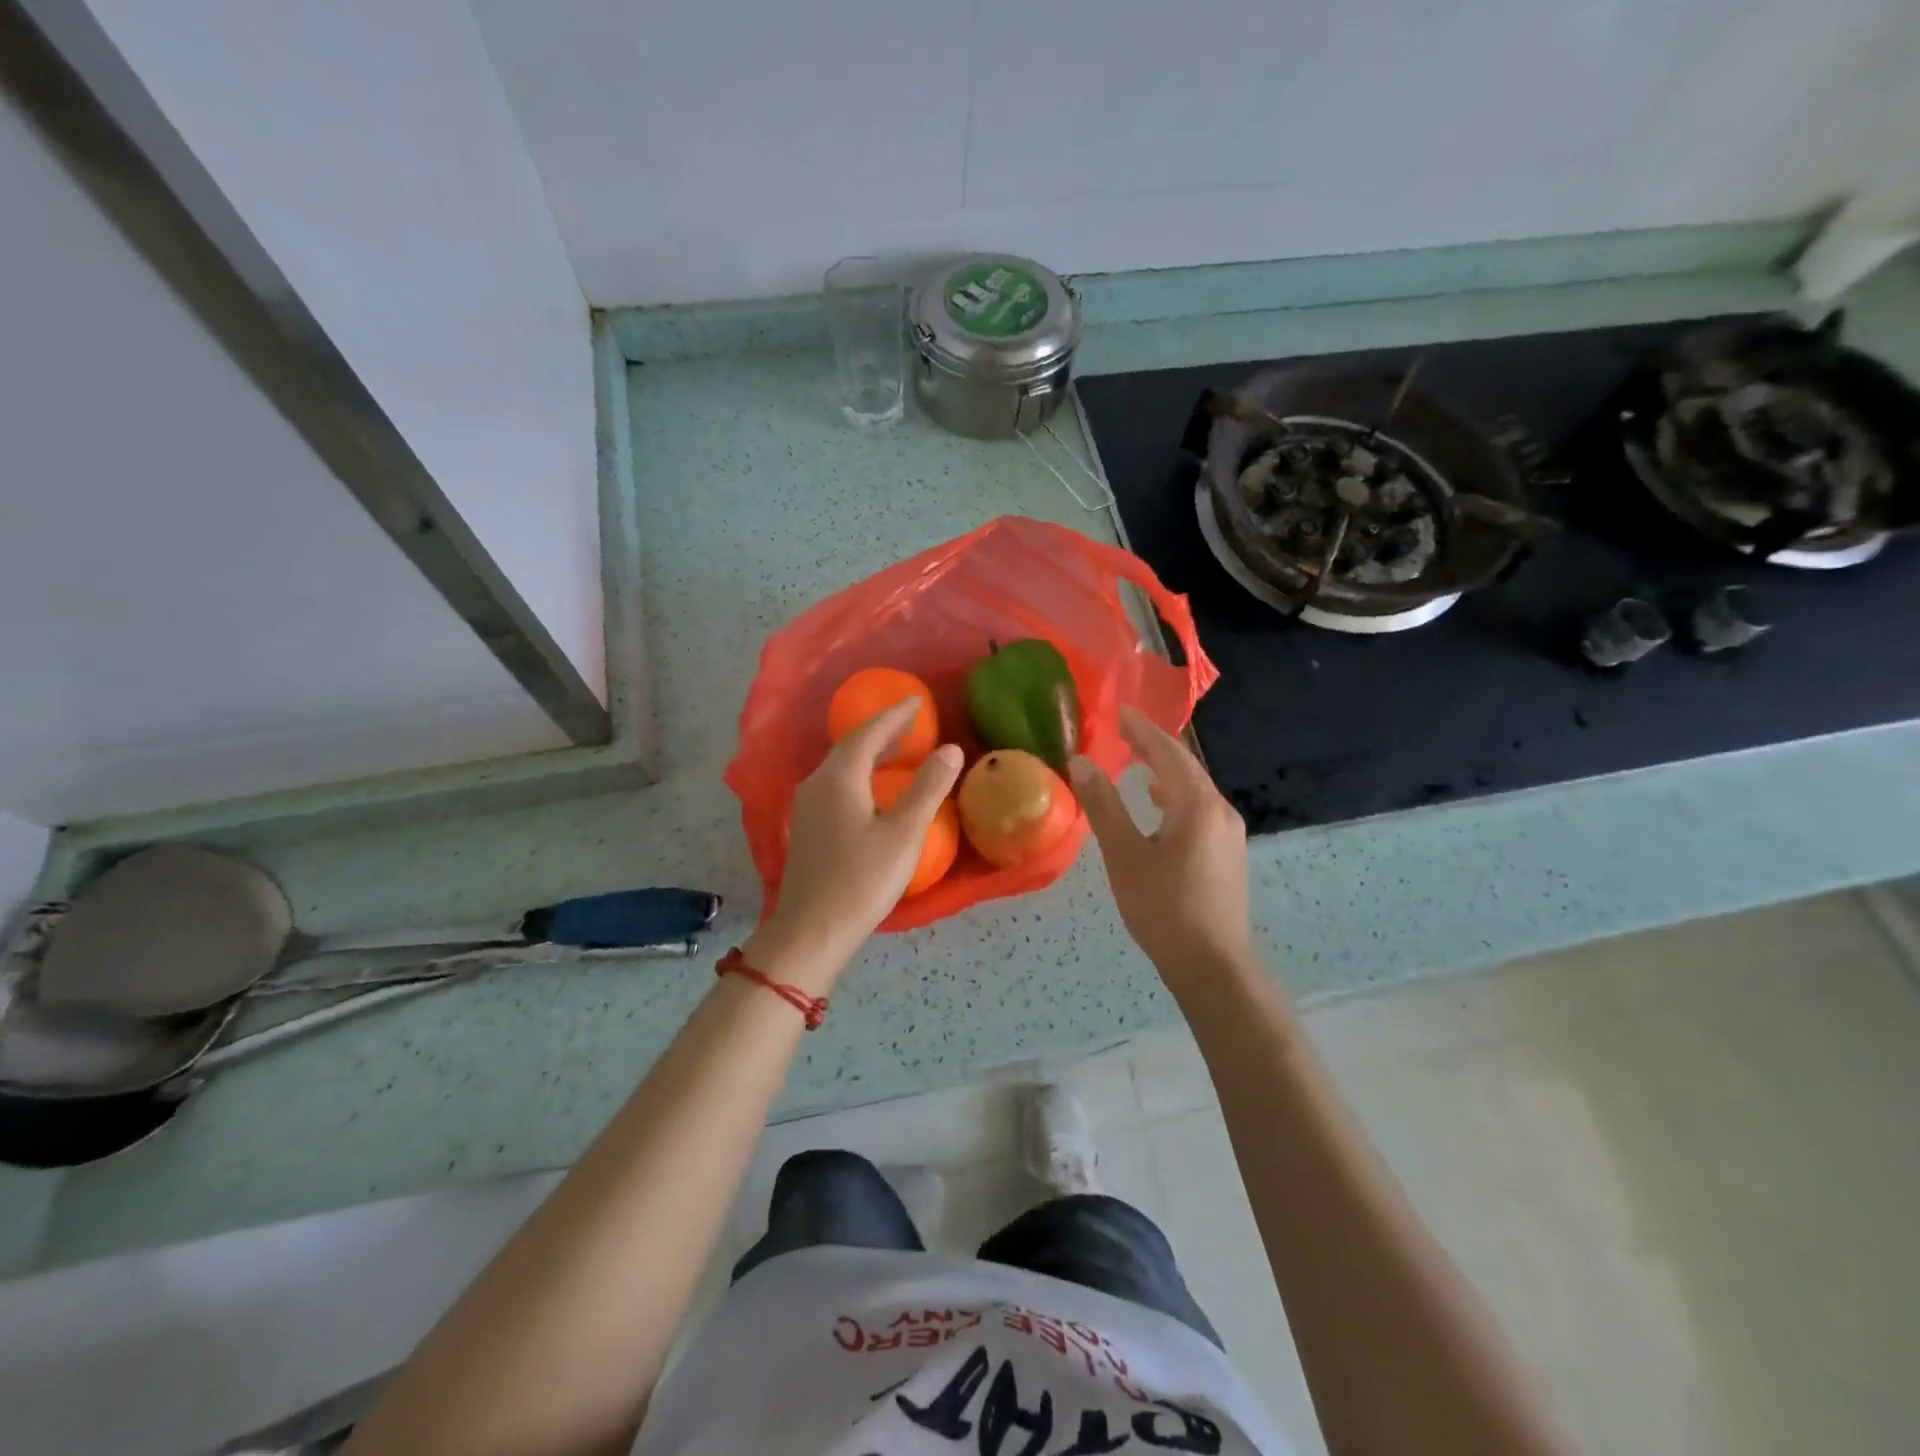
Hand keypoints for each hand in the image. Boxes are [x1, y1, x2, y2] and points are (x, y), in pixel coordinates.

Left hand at [746, 699, 962, 991]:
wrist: (811, 930)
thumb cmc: (862, 880)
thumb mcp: (904, 833)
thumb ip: (928, 788)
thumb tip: (949, 749)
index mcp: (840, 776)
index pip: (869, 732)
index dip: (895, 714)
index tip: (916, 700)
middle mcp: (818, 782)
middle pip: (851, 744)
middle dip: (882, 730)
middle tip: (911, 722)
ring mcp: (808, 805)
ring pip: (842, 765)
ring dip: (870, 752)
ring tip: (898, 749)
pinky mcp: (807, 826)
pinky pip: (836, 783)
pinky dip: (859, 773)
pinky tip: (873, 788)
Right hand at [1068, 707, 1254, 988]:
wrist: (1213, 967)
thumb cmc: (1164, 909)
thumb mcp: (1125, 856)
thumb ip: (1104, 806)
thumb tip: (1081, 762)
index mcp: (1198, 805)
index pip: (1168, 753)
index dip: (1142, 730)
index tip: (1119, 712)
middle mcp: (1220, 811)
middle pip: (1186, 767)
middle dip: (1154, 747)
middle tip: (1123, 732)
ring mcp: (1229, 834)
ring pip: (1194, 790)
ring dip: (1165, 772)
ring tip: (1138, 762)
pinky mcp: (1227, 855)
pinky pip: (1199, 810)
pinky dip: (1175, 797)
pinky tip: (1159, 807)